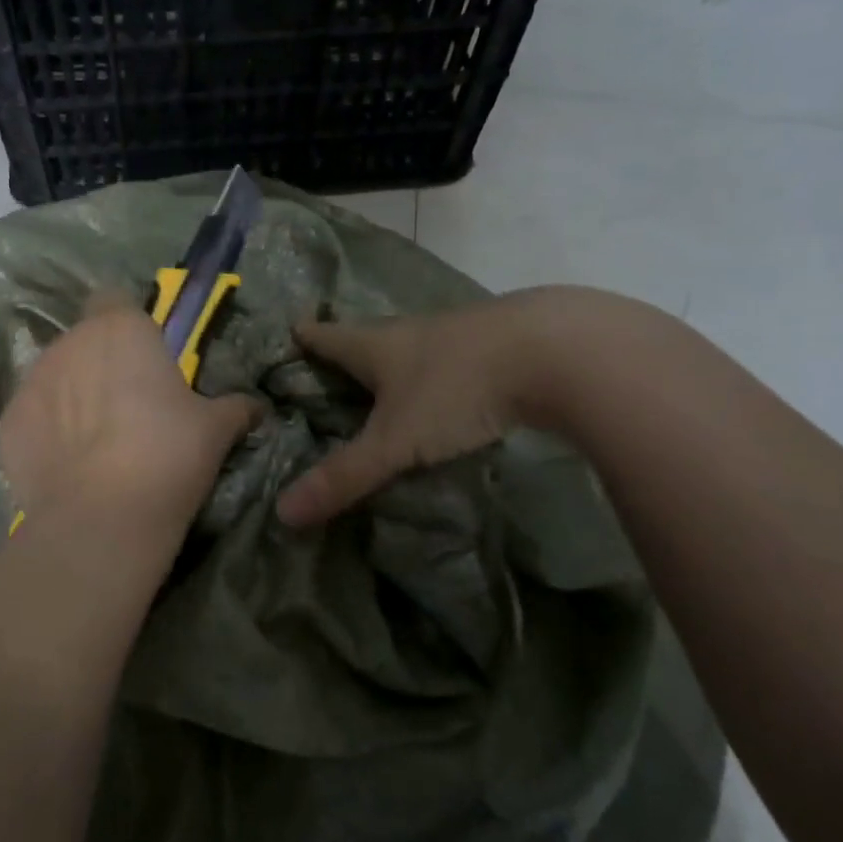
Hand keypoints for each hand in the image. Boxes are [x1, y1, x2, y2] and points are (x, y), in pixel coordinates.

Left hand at [0, 290, 261, 529]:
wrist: (102, 516)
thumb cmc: (168, 454)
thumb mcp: (215, 429)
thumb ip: (235, 407)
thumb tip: (257, 408)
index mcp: (121, 328)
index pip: (114, 299)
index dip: (128, 323)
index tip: (145, 356)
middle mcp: (70, 343)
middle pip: (84, 341)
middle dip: (101, 364)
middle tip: (127, 407)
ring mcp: (32, 381)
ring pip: (54, 376)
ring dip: (71, 396)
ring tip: (94, 442)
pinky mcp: (8, 423)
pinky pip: (32, 417)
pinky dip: (46, 432)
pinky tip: (67, 466)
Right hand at [276, 287, 641, 526]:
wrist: (559, 351)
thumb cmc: (458, 389)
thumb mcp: (396, 441)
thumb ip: (345, 477)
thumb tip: (283, 512)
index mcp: (378, 346)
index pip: (329, 337)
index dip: (306, 336)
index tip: (291, 329)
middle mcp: (414, 332)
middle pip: (370, 338)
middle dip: (350, 350)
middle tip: (332, 366)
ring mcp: (461, 333)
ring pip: (417, 346)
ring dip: (399, 362)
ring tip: (387, 384)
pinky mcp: (501, 345)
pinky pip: (457, 358)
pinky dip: (443, 373)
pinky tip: (451, 391)